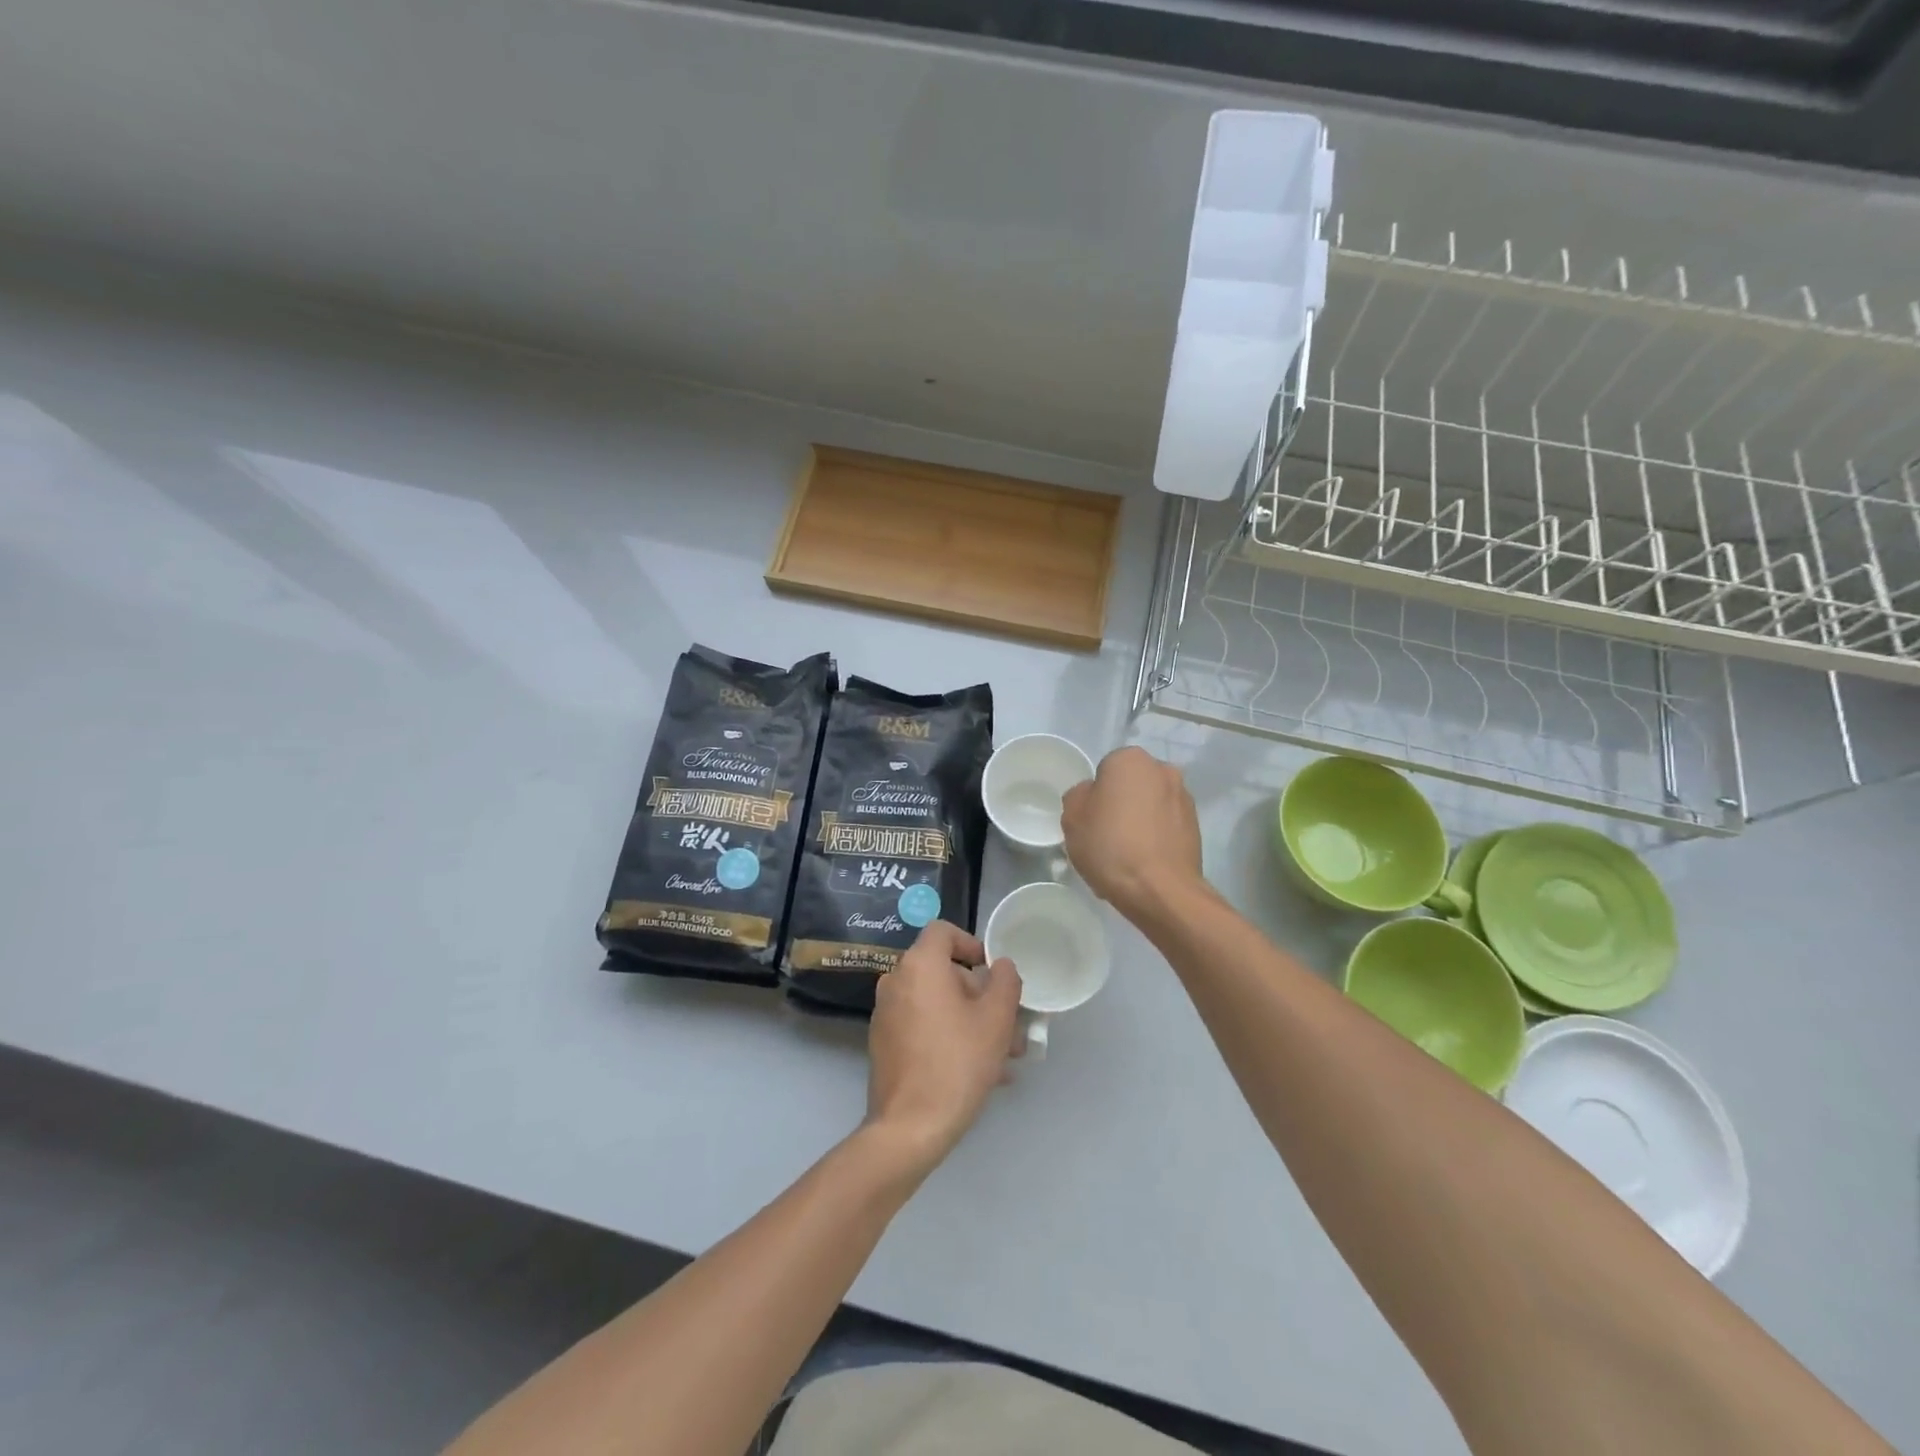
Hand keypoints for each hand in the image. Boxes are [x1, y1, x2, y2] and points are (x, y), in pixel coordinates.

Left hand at [866, 921, 1021, 1170]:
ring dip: (971, 1021)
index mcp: (919, 966)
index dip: (971, 943)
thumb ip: (1005, 982)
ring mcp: (886, 1014)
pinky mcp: (884, 1044)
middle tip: (1009, 1025)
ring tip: (1004, 1057)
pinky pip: (923, 1026)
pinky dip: (949, 1036)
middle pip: (943, 972)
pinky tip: (979, 1071)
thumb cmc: (958, 1062)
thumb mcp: (996, 1019)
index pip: (943, 931)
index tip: (992, 971)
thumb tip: (1000, 966)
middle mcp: (896, 981)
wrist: (909, 1127)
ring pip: (937, 1004)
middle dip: (980, 995)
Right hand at [1061, 746, 1203, 919]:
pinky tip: (1143, 864)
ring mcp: (1184, 798)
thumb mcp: (1072, 818)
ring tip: (1126, 856)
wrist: (1161, 890)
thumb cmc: (1111, 846)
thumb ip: (1078, 796)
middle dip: (1120, 805)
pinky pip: (1165, 827)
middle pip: (1131, 786)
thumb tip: (1092, 794)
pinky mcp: (1196, 826)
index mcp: (1131, 759)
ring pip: (1150, 807)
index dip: (1095, 797)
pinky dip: (1155, 839)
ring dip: (1139, 822)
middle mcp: (1163, 770)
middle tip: (1106, 837)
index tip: (1091, 821)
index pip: (1104, 771)